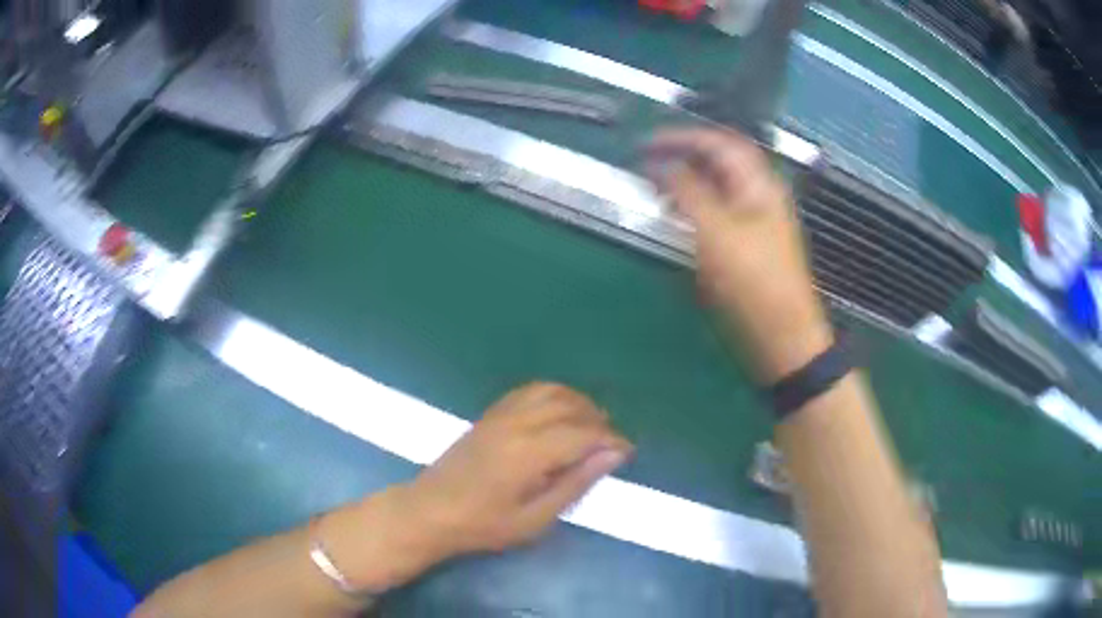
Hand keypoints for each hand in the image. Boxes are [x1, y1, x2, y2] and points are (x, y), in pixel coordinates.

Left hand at [404, 383, 630, 554]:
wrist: (430, 511)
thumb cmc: (484, 525)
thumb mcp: (535, 518)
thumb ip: (576, 483)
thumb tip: (614, 455)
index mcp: (529, 451)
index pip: (584, 432)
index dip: (612, 440)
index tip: (628, 453)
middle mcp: (517, 423)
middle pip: (570, 405)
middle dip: (599, 420)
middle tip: (610, 445)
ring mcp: (501, 414)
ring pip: (551, 391)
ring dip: (578, 403)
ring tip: (590, 427)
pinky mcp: (490, 414)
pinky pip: (529, 391)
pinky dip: (553, 395)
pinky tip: (559, 415)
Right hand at [646, 128, 832, 379]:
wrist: (781, 335)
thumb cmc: (752, 281)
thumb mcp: (715, 231)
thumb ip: (687, 191)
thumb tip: (661, 164)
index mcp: (758, 184)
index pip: (718, 142)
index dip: (681, 137)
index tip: (646, 144)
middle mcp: (760, 195)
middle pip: (720, 161)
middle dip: (683, 156)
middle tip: (649, 163)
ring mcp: (757, 221)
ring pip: (719, 186)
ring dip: (687, 181)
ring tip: (656, 188)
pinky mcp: (748, 245)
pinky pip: (718, 212)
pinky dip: (694, 206)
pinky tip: (678, 217)